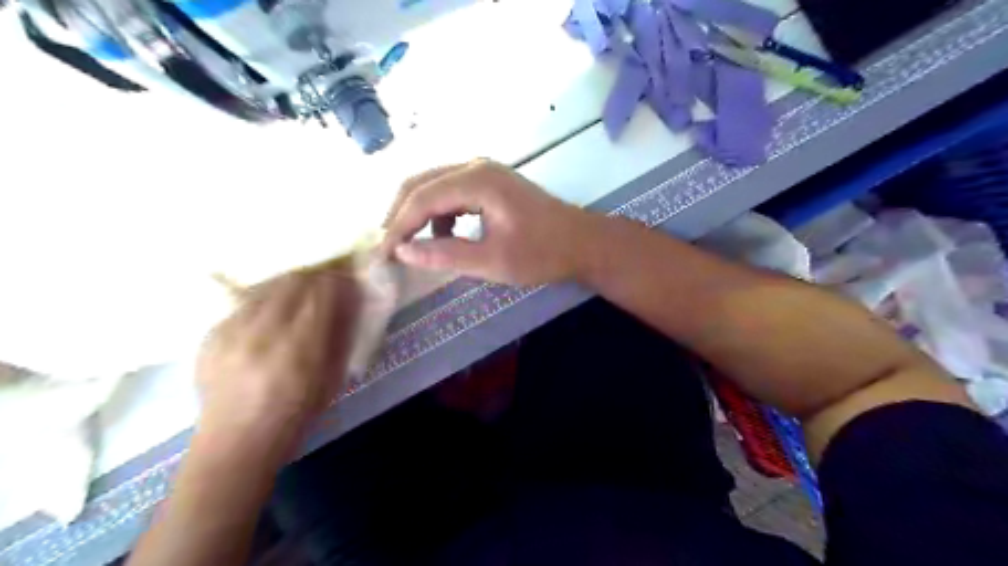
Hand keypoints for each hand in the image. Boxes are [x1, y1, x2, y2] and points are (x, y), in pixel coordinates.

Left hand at [194, 262, 363, 436]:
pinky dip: (264, 302)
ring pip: (267, 286)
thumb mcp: (333, 377)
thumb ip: (342, 334)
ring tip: (296, 300)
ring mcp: (231, 330)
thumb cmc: (296, 415)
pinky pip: (244, 302)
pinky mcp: (210, 334)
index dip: (339, 279)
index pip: (322, 290)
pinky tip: (268, 319)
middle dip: (315, 278)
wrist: (235, 443)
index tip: (347, 282)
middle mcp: (263, 331)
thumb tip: (351, 298)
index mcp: (300, 346)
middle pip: (293, 280)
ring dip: (289, 287)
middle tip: (324, 287)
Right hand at [381, 160, 592, 287]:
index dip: (398, 226)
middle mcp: (476, 166)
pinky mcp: (490, 182)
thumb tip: (403, 252)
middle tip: (388, 246)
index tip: (383, 254)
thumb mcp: (492, 261)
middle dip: (400, 214)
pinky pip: (452, 191)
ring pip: (435, 185)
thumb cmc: (542, 253)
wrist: (583, 242)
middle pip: (422, 183)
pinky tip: (444, 235)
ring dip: (418, 212)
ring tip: (410, 244)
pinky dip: (439, 212)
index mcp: (477, 181)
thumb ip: (445, 255)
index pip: (421, 197)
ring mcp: (484, 171)